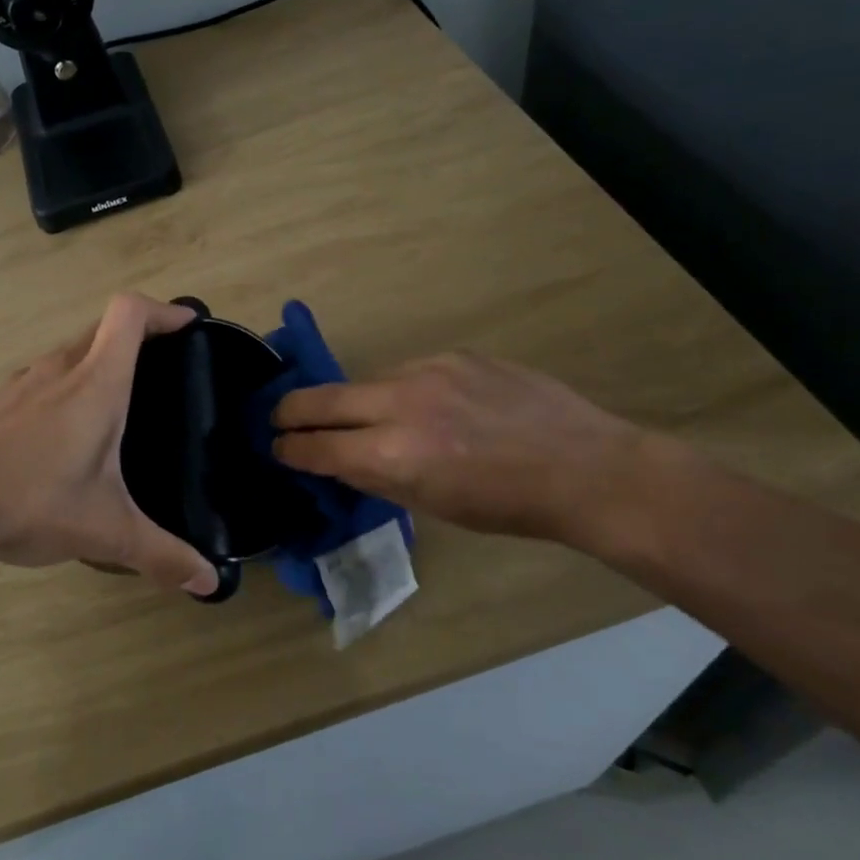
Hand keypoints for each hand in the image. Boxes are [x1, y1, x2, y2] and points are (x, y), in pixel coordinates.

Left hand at [0, 293, 220, 595]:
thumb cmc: (32, 502)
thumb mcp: (106, 532)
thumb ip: (162, 554)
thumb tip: (210, 582)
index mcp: (95, 383)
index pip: (128, 313)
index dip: (162, 309)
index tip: (187, 325)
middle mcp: (59, 369)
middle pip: (103, 326)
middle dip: (138, 335)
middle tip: (164, 367)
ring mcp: (23, 383)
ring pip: (70, 351)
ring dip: (99, 359)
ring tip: (119, 400)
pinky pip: (43, 376)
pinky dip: (66, 383)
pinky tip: (65, 431)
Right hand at [271, 351, 655, 553]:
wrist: (584, 467)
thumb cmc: (506, 505)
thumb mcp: (431, 504)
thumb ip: (376, 476)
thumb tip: (339, 458)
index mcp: (392, 455)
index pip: (316, 445)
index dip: (289, 448)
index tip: (275, 447)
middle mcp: (400, 404)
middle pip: (320, 398)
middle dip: (290, 410)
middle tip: (278, 418)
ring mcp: (427, 370)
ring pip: (367, 381)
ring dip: (358, 402)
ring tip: (377, 419)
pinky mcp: (454, 354)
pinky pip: (409, 370)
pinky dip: (404, 390)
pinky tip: (432, 406)